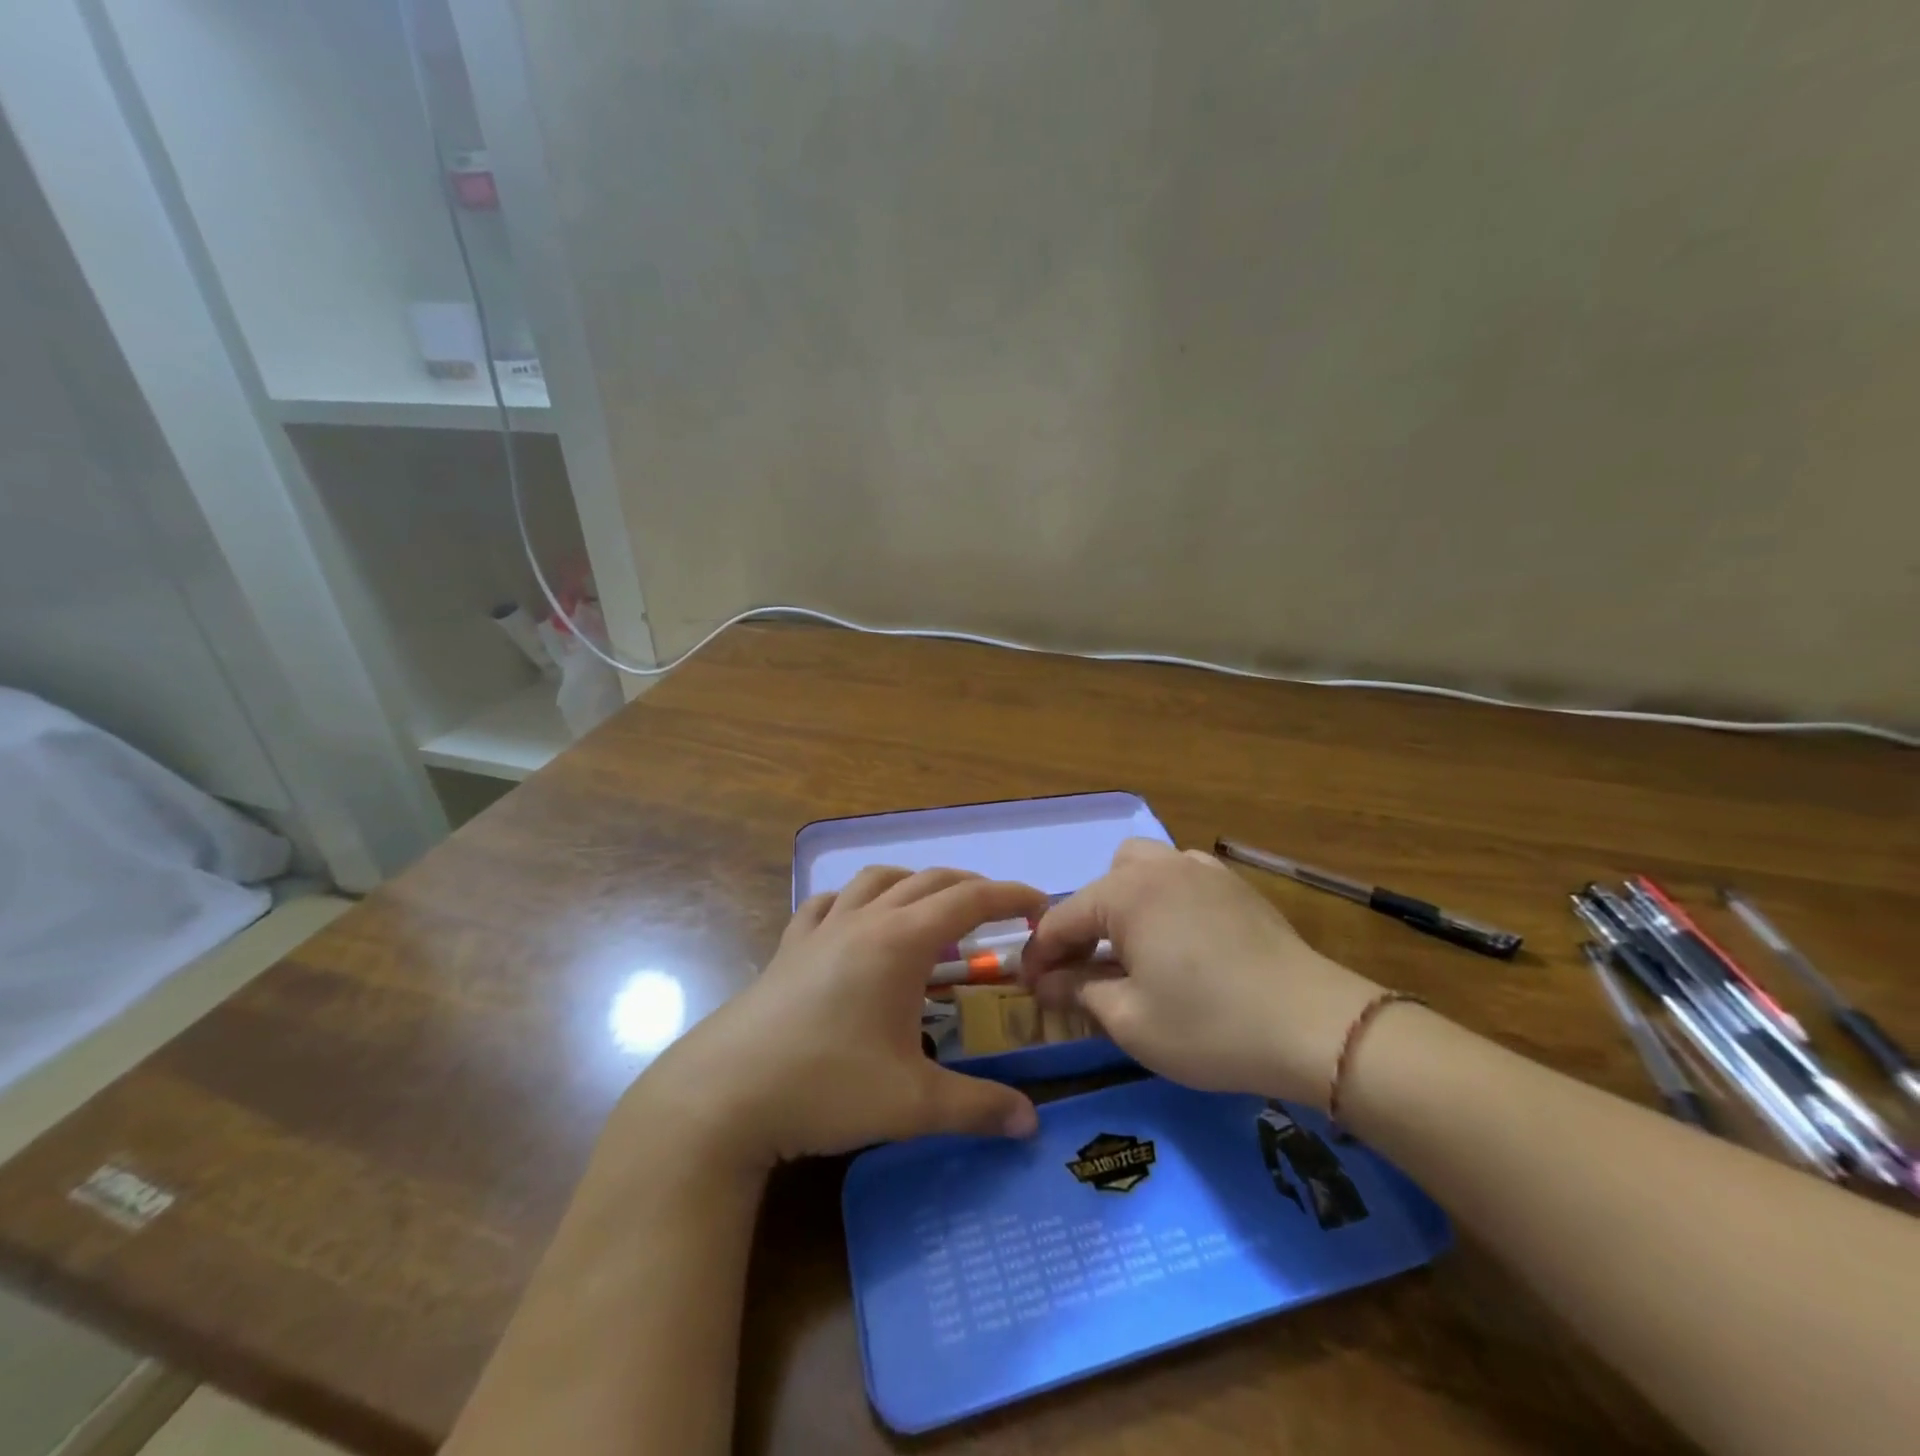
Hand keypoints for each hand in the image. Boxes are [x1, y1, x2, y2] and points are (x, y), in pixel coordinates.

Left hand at [629, 867, 1045, 1171]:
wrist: (725, 1095)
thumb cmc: (825, 1087)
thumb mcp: (912, 1103)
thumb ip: (978, 1107)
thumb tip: (1031, 1124)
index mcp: (900, 942)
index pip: (970, 900)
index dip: (1011, 895)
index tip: (1041, 905)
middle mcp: (865, 920)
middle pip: (929, 881)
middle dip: (972, 887)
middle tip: (1000, 912)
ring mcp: (822, 928)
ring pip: (878, 880)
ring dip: (915, 884)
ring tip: (933, 912)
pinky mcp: (790, 946)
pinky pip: (830, 903)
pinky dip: (858, 900)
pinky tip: (858, 922)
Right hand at [1021, 839, 1383, 1104]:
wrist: (1314, 1025)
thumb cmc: (1209, 1026)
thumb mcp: (1130, 1020)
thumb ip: (1079, 991)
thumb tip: (1045, 982)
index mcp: (1125, 893)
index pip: (1062, 919)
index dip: (1039, 955)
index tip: (1027, 987)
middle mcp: (1158, 867)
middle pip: (1100, 886)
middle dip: (1082, 926)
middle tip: (1083, 971)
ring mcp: (1201, 870)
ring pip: (1140, 868)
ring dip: (1121, 903)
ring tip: (1130, 947)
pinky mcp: (1234, 885)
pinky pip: (1179, 876)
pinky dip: (1162, 898)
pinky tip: (1176, 936)